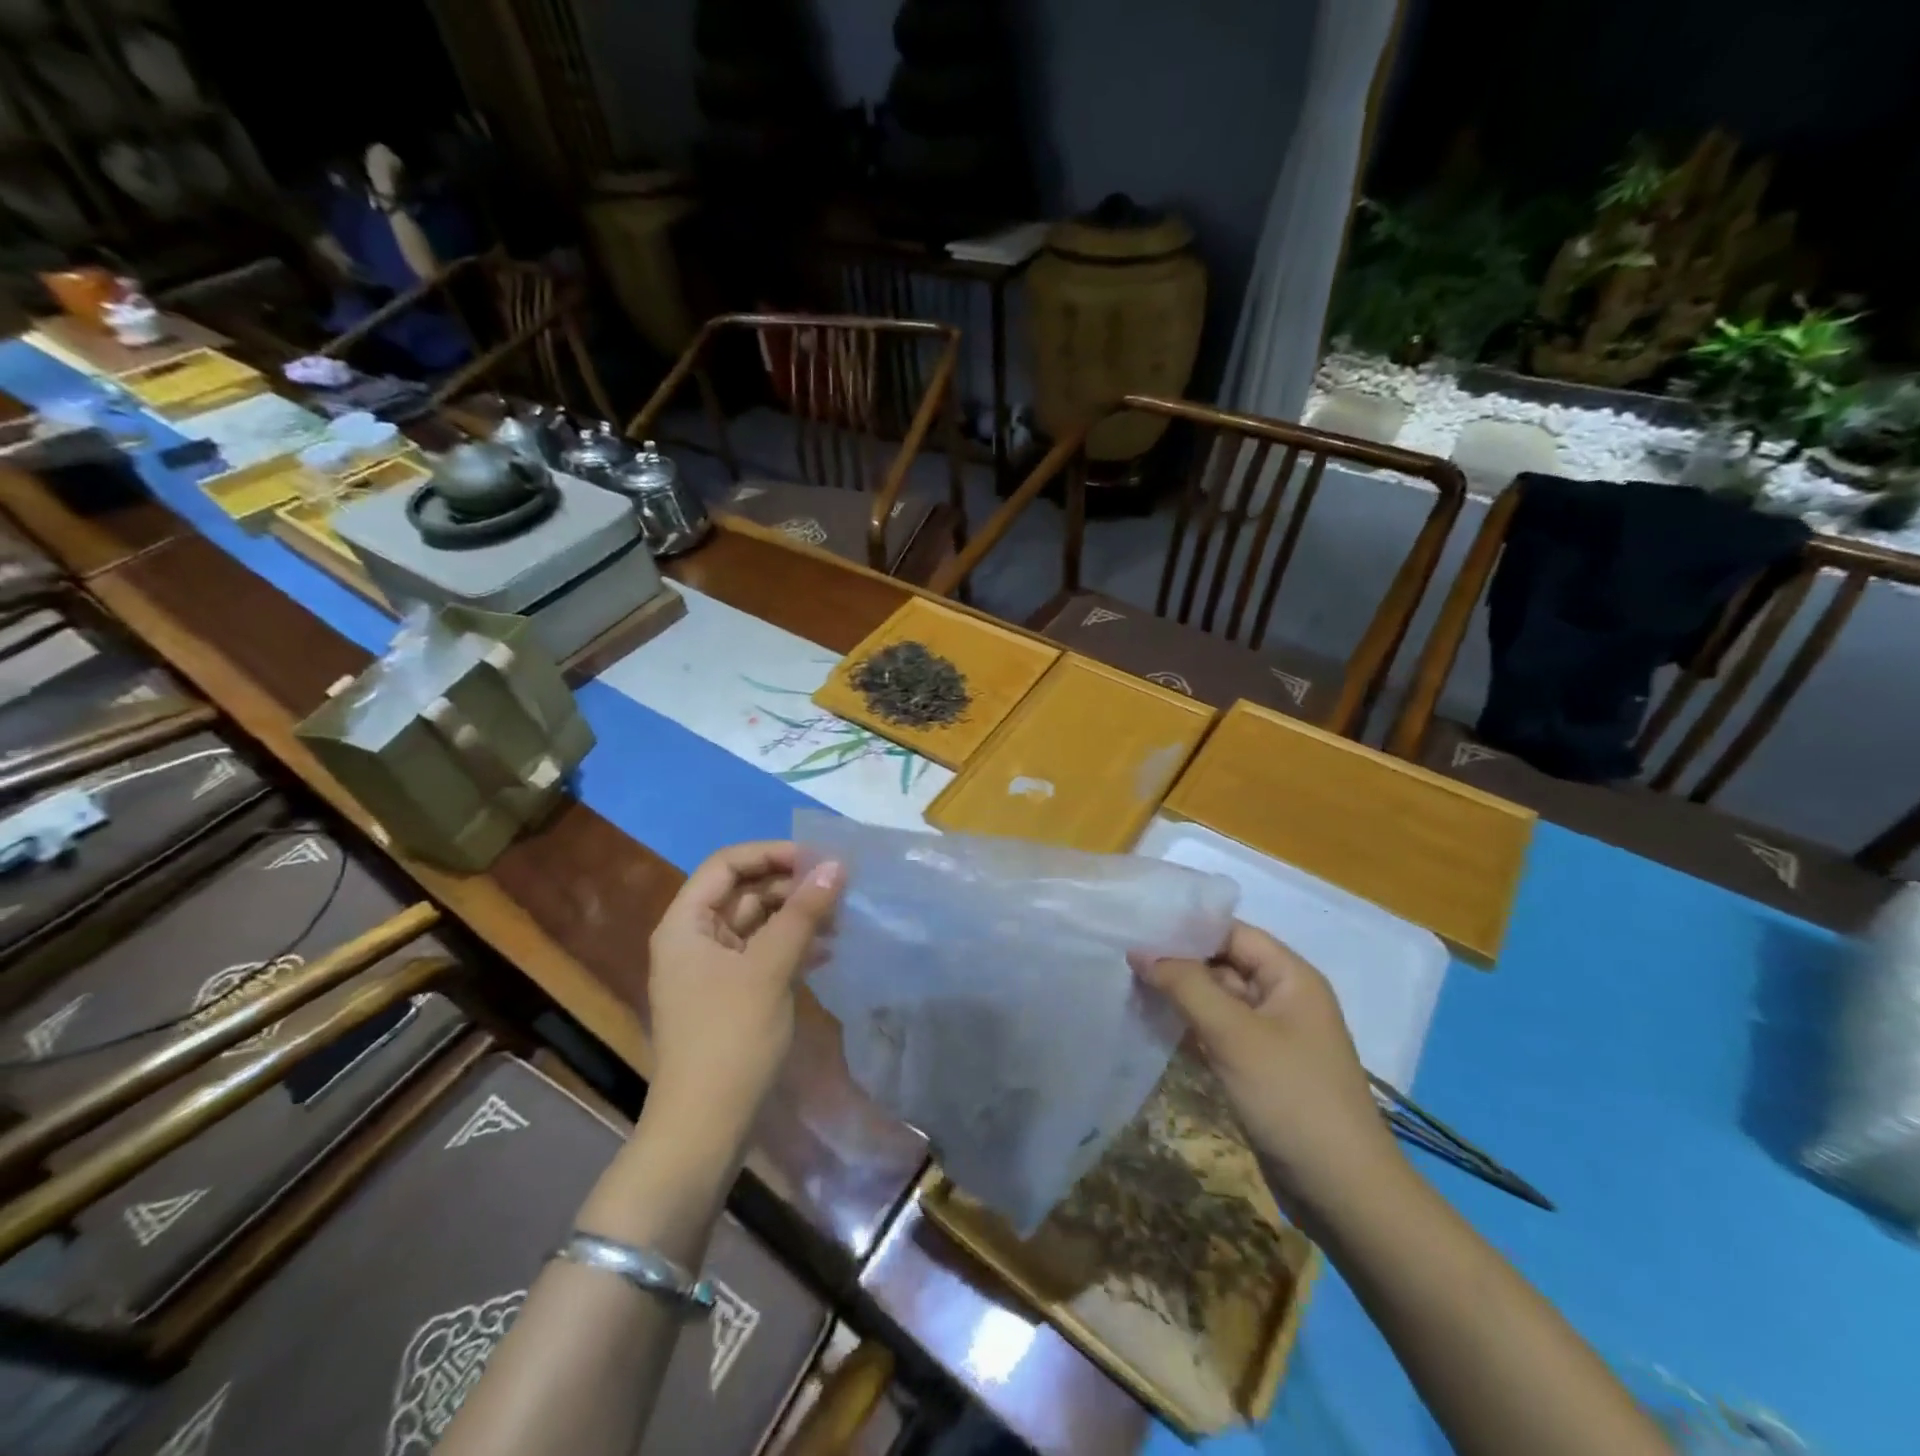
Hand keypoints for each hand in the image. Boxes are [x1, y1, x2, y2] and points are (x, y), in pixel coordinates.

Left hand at [646, 842, 843, 1133]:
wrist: (706, 1128)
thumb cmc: (730, 1037)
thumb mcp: (770, 968)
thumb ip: (803, 913)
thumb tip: (836, 865)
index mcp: (686, 924)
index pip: (727, 864)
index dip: (772, 854)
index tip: (819, 859)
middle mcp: (695, 939)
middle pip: (744, 891)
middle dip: (791, 885)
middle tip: (839, 888)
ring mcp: (713, 969)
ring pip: (758, 922)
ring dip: (797, 916)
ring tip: (841, 919)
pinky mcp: (732, 995)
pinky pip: (764, 953)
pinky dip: (793, 946)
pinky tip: (828, 952)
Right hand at [1132, 923, 1401, 1225]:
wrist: (1343, 1194)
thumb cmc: (1292, 1098)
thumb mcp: (1234, 1034)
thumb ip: (1185, 985)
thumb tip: (1139, 951)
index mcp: (1290, 977)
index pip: (1231, 932)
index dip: (1186, 926)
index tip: (1137, 925)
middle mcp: (1282, 998)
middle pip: (1222, 964)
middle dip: (1176, 961)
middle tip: (1122, 956)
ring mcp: (1271, 1037)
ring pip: (1216, 1000)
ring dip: (1178, 995)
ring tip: (1127, 984)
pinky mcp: (1259, 1069)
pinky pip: (1217, 1034)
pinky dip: (1187, 1027)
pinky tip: (1150, 1024)